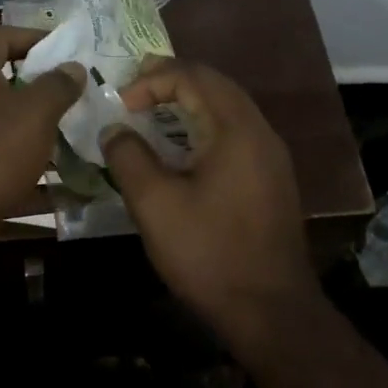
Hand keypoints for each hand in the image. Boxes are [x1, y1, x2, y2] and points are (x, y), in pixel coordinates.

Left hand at [0, 25, 84, 270]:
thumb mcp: (37, 112)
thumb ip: (58, 85)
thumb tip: (73, 67)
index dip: (30, 35)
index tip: (62, 48)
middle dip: (37, 82)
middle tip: (72, 90)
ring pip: (1, 118)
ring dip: (33, 122)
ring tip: (70, 129)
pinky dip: (24, 157)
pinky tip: (56, 173)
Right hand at [101, 58, 317, 334]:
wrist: (271, 310)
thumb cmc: (209, 253)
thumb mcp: (155, 205)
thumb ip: (129, 158)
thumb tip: (115, 130)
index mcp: (237, 129)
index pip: (194, 77)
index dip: (153, 79)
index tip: (122, 102)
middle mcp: (261, 133)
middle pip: (216, 86)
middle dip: (173, 81)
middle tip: (135, 91)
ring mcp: (271, 157)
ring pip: (229, 109)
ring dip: (190, 103)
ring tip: (154, 112)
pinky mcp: (272, 180)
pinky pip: (236, 134)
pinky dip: (205, 127)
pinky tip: (183, 149)